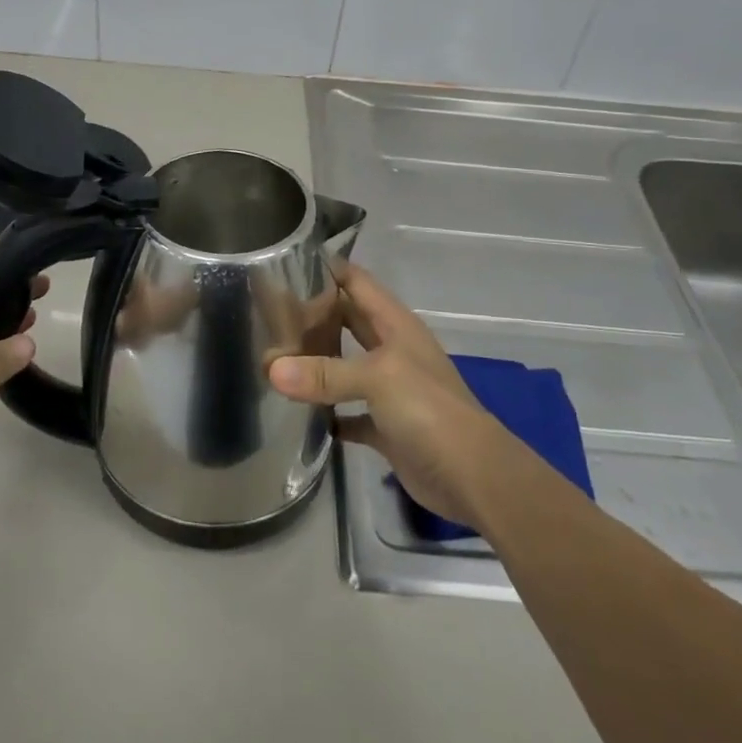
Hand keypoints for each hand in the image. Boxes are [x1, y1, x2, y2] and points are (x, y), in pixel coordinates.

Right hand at [267, 264, 509, 527]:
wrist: (473, 477)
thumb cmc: (429, 410)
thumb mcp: (377, 378)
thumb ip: (325, 372)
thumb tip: (271, 369)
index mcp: (395, 325)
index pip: (356, 282)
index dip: (326, 269)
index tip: (284, 265)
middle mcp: (392, 350)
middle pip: (347, 321)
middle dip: (313, 315)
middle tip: (268, 312)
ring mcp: (390, 389)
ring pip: (345, 365)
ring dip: (316, 362)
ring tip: (272, 357)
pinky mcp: (386, 427)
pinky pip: (348, 413)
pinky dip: (327, 413)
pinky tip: (297, 413)